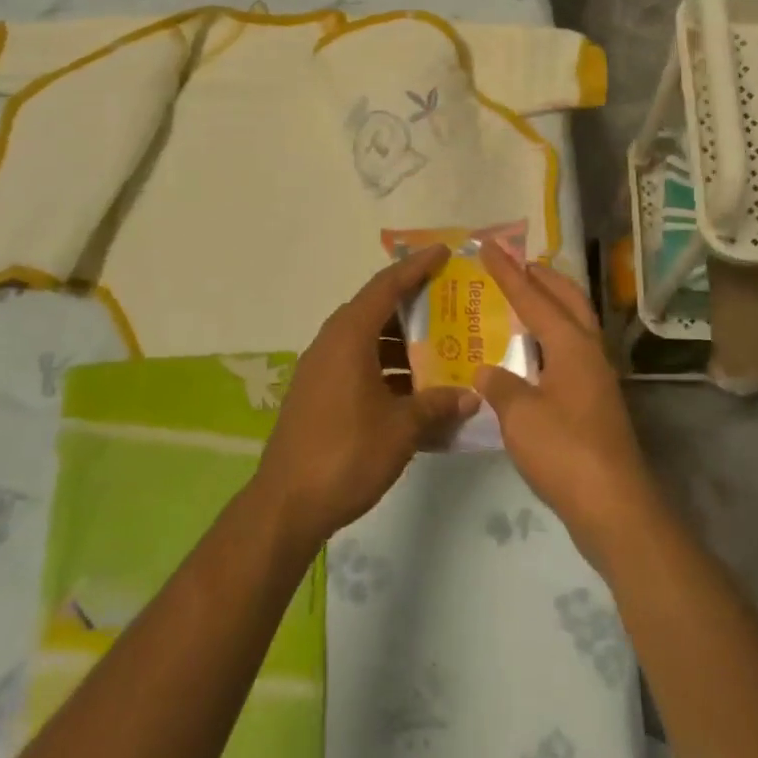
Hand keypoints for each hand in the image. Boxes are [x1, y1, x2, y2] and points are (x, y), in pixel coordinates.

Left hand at [255, 245, 478, 547]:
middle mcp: (331, 343)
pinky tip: (412, 391)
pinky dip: (384, 367)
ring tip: (439, 349)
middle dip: (413, 306)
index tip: (443, 253)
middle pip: (376, 310)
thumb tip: (471, 397)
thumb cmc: (346, 454)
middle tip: (450, 304)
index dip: (416, 267)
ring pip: (366, 340)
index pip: (386, 286)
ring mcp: (320, 369)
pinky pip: (357, 364)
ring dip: (400, 343)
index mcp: (349, 337)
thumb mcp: (401, 429)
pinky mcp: (317, 393)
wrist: (286, 504)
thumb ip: (438, 405)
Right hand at [475, 245, 656, 568]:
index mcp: (571, 344)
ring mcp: (597, 377)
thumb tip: (485, 370)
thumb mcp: (519, 415)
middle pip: (568, 300)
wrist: (614, 505)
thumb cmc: (564, 451)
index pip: (534, 297)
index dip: (508, 272)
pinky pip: (571, 352)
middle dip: (544, 277)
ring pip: (575, 325)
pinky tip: (531, 356)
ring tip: (524, 300)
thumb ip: (499, 385)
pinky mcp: (596, 402)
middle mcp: (589, 351)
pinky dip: (552, 339)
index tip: (489, 247)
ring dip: (552, 306)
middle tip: (518, 263)